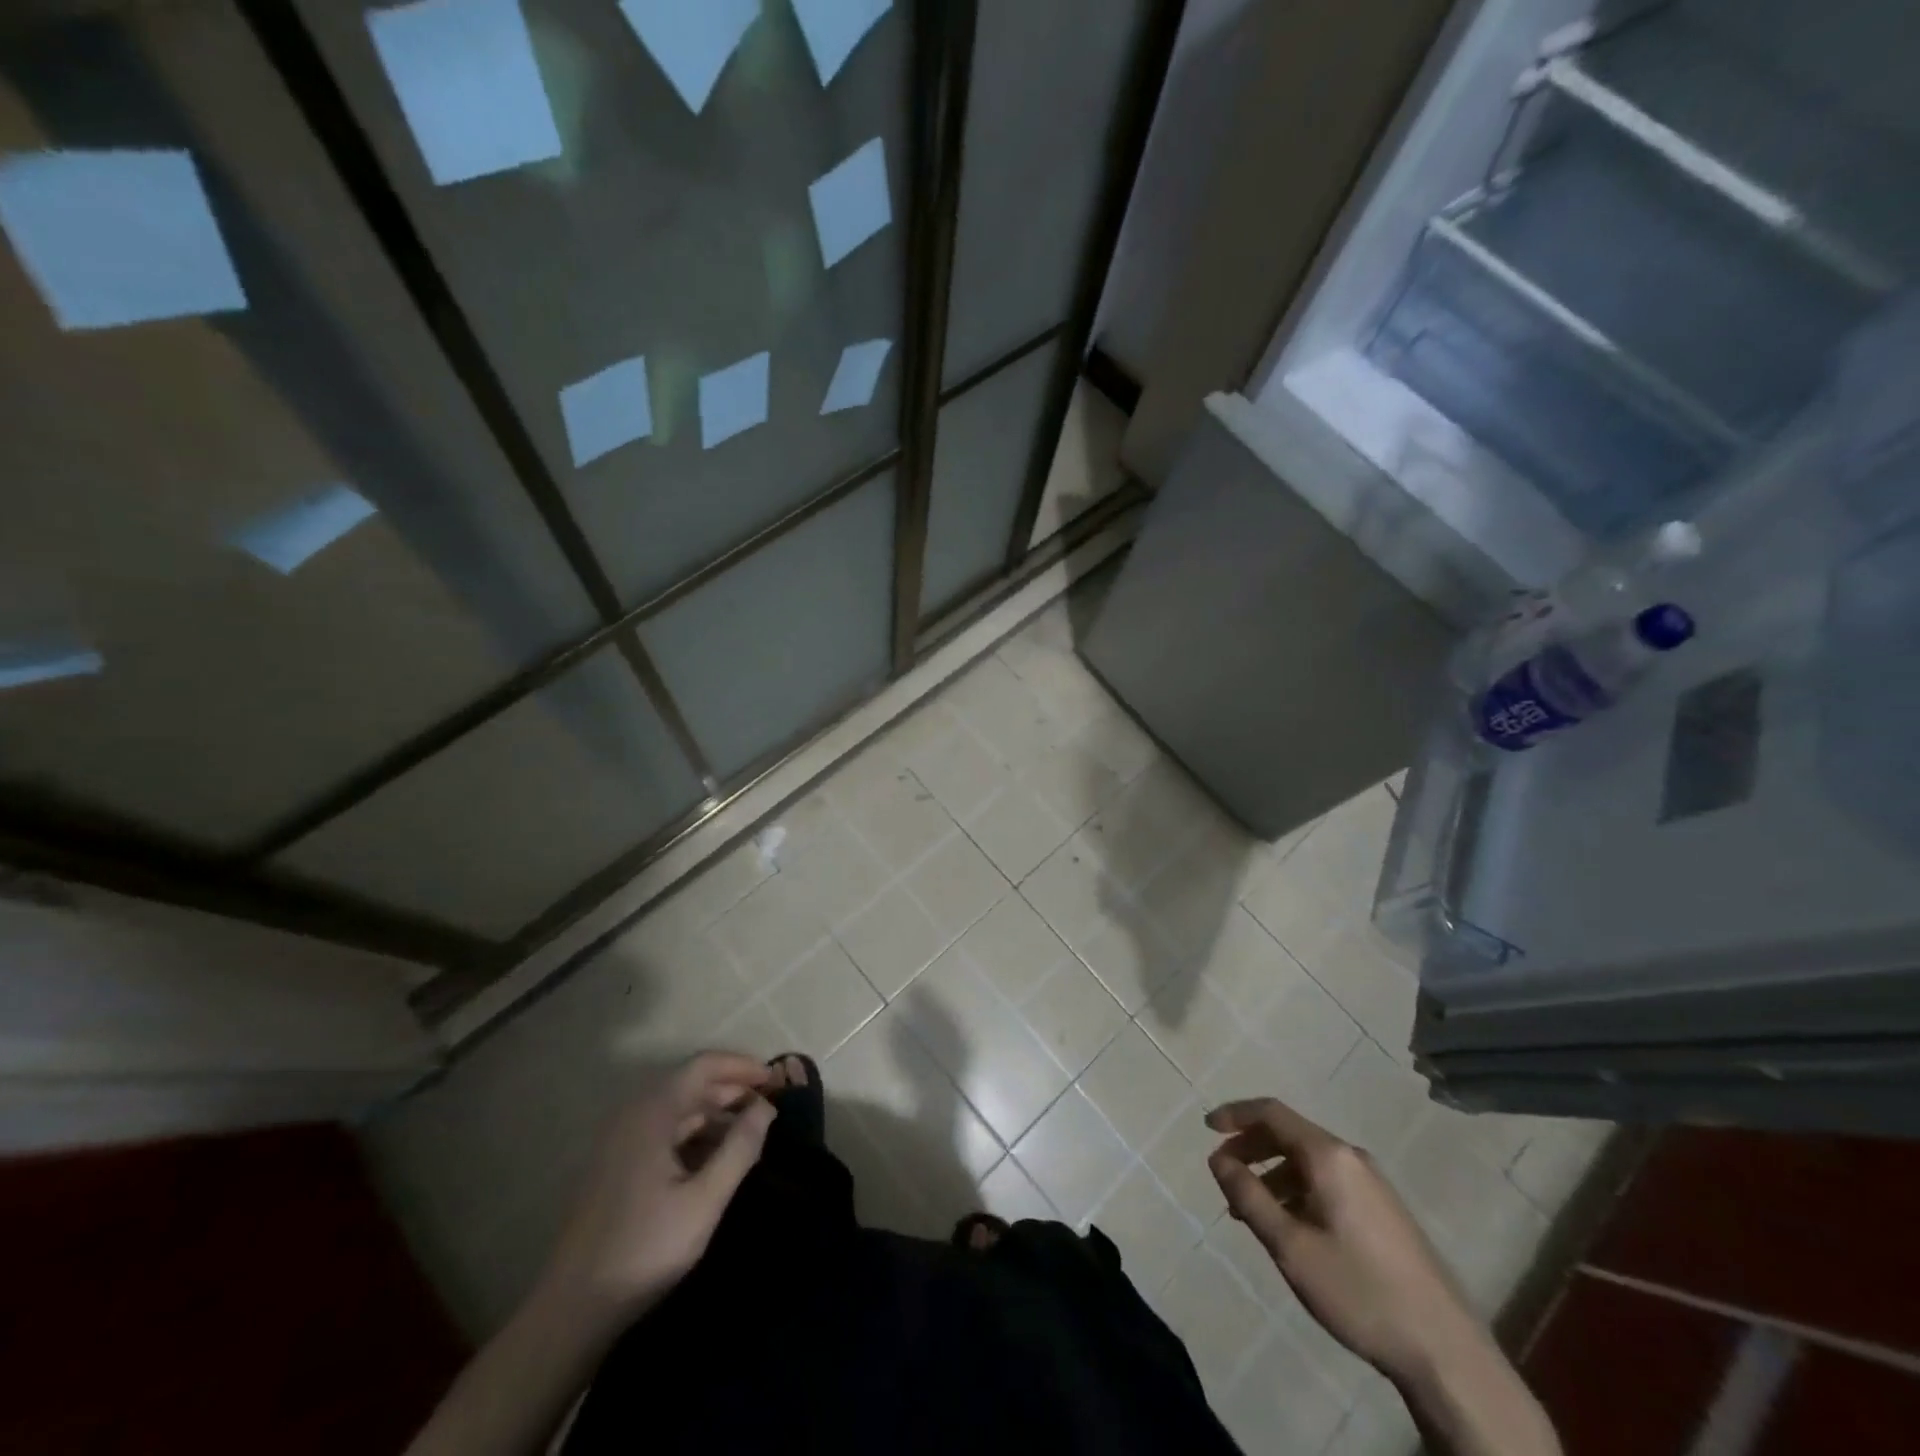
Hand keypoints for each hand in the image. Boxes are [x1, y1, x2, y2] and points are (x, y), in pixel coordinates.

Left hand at [540, 1051, 776, 1324]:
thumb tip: (766, 1108)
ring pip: (677, 1109)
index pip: (703, 1065)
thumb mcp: (704, 1201)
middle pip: (690, 1083)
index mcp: (652, 1113)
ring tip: (749, 1134)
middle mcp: (633, 1115)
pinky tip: (716, 1158)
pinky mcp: (616, 1165)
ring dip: (715, 1114)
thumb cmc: (644, 1249)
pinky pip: (663, 1131)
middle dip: (732, 1090)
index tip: (775, 1080)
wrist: (572, 1310)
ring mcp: (620, 1140)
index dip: (742, 1066)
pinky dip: (694, 1134)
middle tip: (768, 1107)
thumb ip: (740, 1148)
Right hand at [1206, 1096, 1482, 1384]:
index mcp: (1329, 1155)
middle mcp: (1352, 1158)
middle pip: (1290, 1134)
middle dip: (1251, 1147)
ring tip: (1250, 1211)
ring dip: (1273, 1175)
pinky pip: (1328, 1182)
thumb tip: (1218, 1159)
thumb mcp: (1290, 1246)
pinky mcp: (1385, 1211)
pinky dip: (1297, 1191)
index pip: (1272, 1113)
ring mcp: (1373, 1184)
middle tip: (1223, 1174)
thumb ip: (1248, 1196)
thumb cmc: (1358, 1290)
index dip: (1235, 1115)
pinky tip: (1290, 1227)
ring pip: (1309, 1162)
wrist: (1445, 1351)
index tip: (1206, 1127)